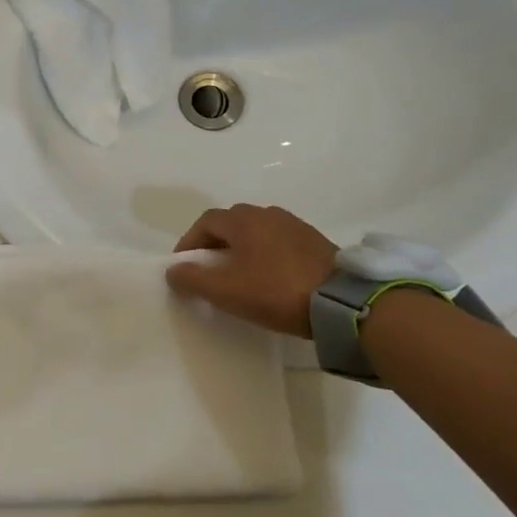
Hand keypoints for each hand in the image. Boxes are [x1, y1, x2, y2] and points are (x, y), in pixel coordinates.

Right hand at [165, 204, 337, 338]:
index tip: (184, 266)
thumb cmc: (275, 291)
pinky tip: (269, 276)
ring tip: (239, 274)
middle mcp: (268, 214)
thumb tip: (172, 270)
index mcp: (244, 220)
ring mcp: (296, 226)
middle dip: (215, 243)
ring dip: (242, 248)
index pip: (205, 222)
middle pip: (231, 223)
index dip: (189, 242)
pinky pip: (279, 242)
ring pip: (257, 231)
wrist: (343, 303)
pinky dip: (266, 254)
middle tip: (209, 269)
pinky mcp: (317, 242)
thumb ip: (192, 279)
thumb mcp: (225, 291)